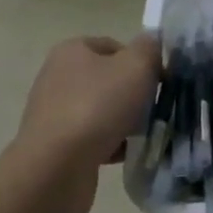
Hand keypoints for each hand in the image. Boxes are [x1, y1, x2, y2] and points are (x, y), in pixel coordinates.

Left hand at [9, 34, 159, 212]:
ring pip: (102, 110)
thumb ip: (149, 48)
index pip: (116, 46)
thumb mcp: (136, 66)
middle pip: (109, 79)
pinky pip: (92, 137)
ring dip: (125, 121)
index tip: (159, 82)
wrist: (56, 168)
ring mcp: (53, 112)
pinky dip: (110, 143)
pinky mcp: (54, 145)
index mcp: (72, 50)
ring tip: (142, 135)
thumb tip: (150, 44)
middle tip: (153, 109)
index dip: (142, 62)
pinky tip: (126, 153)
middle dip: (134, 95)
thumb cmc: (97, 106)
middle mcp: (57, 76)